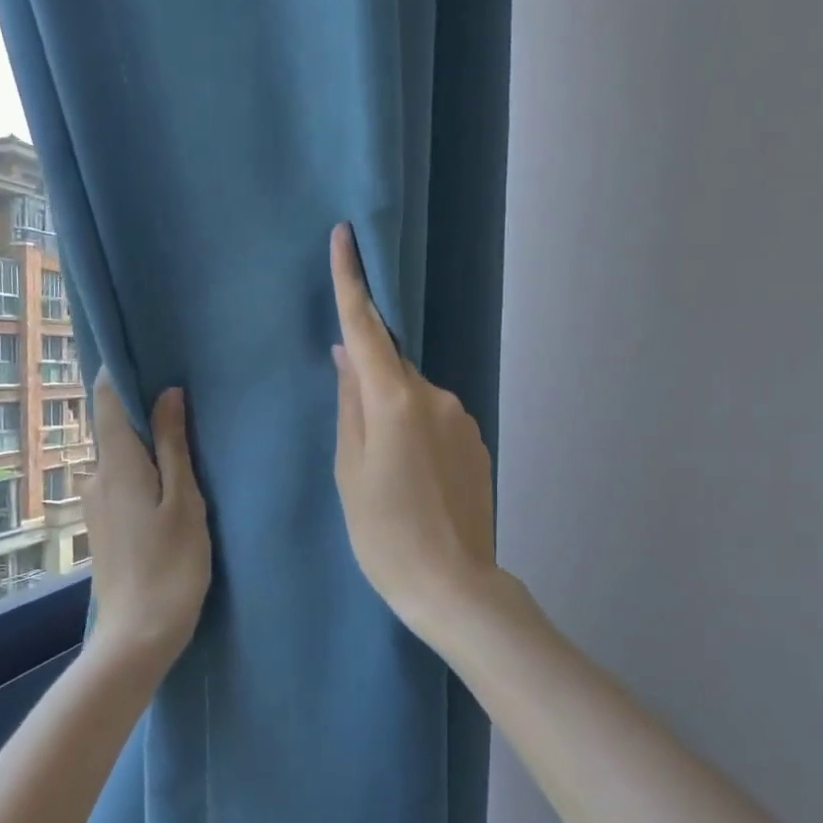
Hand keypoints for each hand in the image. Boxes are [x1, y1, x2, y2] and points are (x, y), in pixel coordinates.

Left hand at [84, 371, 211, 666]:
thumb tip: (167, 394)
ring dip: (144, 441)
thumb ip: (173, 446)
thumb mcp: (184, 501)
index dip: (120, 373)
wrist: (138, 635)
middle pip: (112, 426)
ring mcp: (96, 503)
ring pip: (119, 455)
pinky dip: (142, 469)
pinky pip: (120, 479)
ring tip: (184, 438)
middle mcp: (96, 477)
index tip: (148, 355)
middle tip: (183, 397)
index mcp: (117, 465)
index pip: (105, 400)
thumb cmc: (171, 565)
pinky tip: (169, 481)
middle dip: (141, 407)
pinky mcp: (103, 524)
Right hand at [329, 223, 498, 641]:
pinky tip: (413, 479)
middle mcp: (436, 397)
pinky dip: (417, 433)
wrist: (453, 585)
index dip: (351, 282)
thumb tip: (347, 357)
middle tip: (357, 439)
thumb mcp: (348, 472)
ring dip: (394, 415)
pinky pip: (436, 420)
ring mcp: (463, 418)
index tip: (345, 238)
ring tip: (387, 474)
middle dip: (369, 382)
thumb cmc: (384, 534)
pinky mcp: (477, 442)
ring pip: (414, 397)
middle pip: (391, 369)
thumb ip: (349, 405)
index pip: (366, 329)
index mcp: (395, 401)